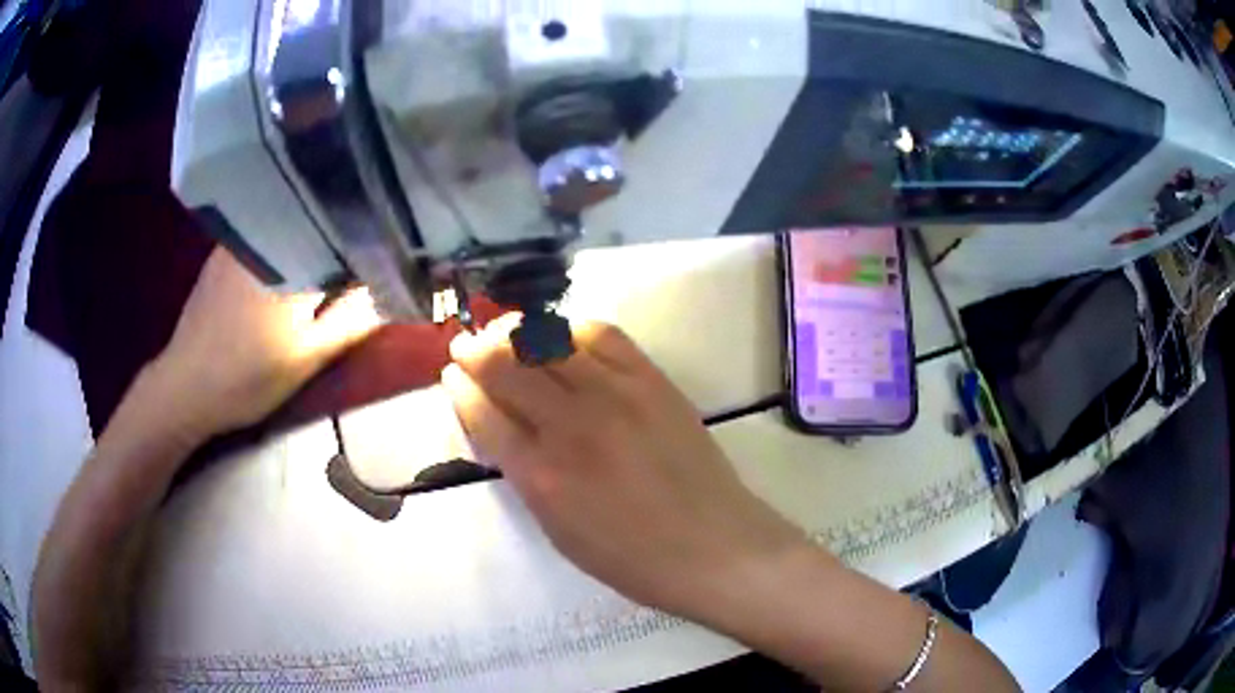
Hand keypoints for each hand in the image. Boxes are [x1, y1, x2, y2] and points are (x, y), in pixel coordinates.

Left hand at [144, 247, 380, 441]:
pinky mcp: (224, 250)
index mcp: (290, 257)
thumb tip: (397, 287)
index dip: (372, 243)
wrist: (184, 388)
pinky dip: (287, 240)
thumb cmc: (247, 379)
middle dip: (345, 236)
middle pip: (319, 221)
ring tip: (333, 256)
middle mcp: (265, 233)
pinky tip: (291, 262)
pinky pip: (267, 232)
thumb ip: (352, 320)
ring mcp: (240, 238)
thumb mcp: (306, 359)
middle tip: (365, 258)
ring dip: (315, 236)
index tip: (391, 257)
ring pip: (292, 224)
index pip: (346, 233)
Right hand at [442, 316, 810, 620]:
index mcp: (542, 476)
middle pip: (508, 368)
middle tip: (466, 348)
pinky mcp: (652, 381)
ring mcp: (616, 396)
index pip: (485, 414)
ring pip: (549, 342)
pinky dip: (572, 328)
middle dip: (476, 352)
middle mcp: (572, 426)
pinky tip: (560, 334)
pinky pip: (603, 336)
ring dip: (515, 332)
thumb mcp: (559, 531)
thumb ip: (525, 475)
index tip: (452, 376)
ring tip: (503, 332)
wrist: (714, 546)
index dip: (461, 390)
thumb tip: (501, 427)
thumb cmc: (631, 558)